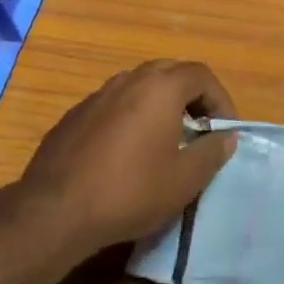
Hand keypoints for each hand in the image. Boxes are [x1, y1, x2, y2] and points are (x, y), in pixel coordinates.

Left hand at [15, 60, 237, 257]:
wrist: (56, 210)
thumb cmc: (130, 191)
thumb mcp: (184, 180)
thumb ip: (212, 152)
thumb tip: (227, 136)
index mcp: (160, 87)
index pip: (201, 75)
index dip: (220, 99)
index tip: (225, 130)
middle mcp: (129, 80)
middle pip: (170, 73)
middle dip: (191, 96)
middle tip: (200, 128)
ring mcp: (98, 95)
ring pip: (139, 86)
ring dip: (160, 104)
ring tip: (166, 139)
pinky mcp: (75, 115)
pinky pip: (114, 105)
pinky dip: (131, 117)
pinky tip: (127, 152)